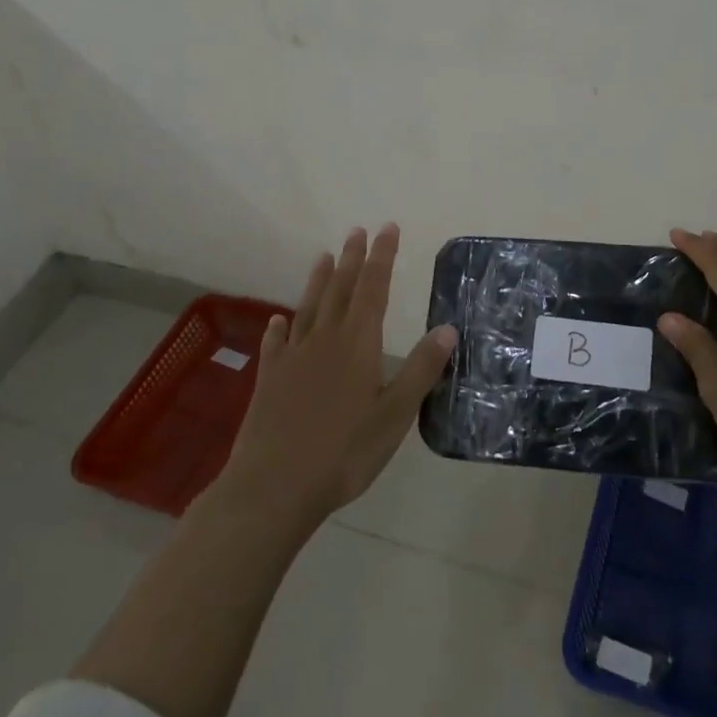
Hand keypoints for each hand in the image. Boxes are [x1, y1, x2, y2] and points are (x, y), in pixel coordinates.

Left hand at [216, 225, 457, 532]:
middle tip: (357, 230)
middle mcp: (324, 340)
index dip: (382, 257)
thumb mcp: (394, 415)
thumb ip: (420, 369)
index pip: (373, 289)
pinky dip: (278, 328)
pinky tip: (277, 321)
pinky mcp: (269, 381)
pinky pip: (275, 344)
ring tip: (324, 256)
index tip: (387, 228)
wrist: (273, 488)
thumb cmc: (343, 452)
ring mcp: (293, 359)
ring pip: (308, 308)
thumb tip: (447, 328)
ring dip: (318, 281)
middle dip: (352, 259)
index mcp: (357, 344)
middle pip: (340, 290)